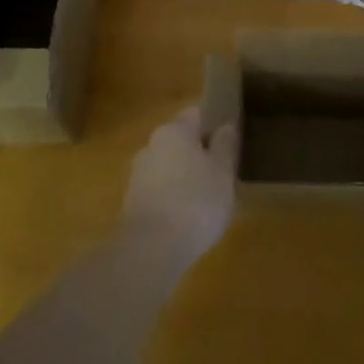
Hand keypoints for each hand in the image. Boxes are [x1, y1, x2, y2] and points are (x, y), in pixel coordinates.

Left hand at [123, 105, 239, 267]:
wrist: (150, 249)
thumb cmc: (195, 201)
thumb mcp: (223, 172)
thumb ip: (224, 146)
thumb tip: (224, 126)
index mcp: (174, 130)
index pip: (196, 114)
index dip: (214, 122)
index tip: (231, 137)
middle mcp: (151, 145)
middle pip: (181, 140)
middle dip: (200, 152)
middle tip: (224, 171)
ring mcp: (138, 174)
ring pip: (170, 166)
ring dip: (186, 176)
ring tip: (210, 198)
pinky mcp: (132, 202)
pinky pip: (160, 190)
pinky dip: (174, 197)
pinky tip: (189, 217)